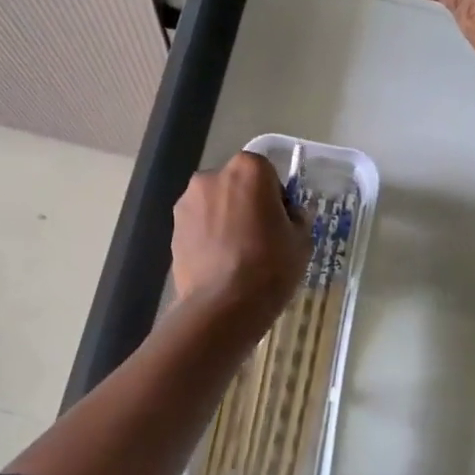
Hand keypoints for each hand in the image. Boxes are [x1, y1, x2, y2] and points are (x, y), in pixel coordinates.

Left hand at [171, 152, 311, 327]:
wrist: (223, 305)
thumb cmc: (270, 266)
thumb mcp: (302, 241)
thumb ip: (297, 218)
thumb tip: (288, 215)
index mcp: (248, 169)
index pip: (267, 173)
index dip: (276, 197)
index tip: (280, 222)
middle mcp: (212, 176)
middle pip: (236, 185)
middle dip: (247, 204)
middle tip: (260, 238)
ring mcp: (187, 202)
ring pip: (214, 205)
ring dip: (225, 220)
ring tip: (237, 255)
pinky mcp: (173, 228)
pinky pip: (198, 226)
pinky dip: (208, 237)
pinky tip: (218, 264)